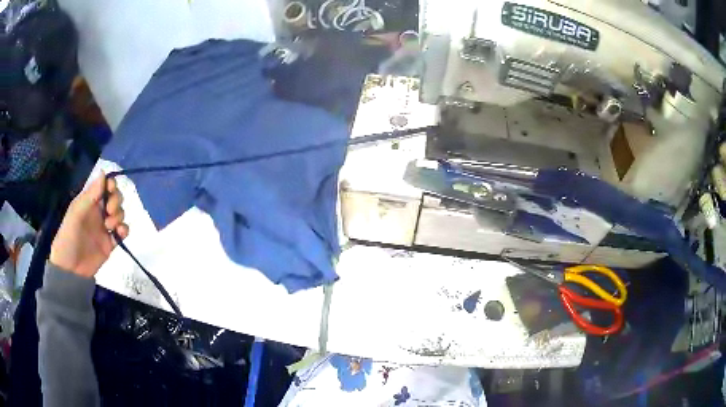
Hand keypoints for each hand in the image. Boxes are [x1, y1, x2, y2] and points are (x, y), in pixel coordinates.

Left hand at [50, 173, 128, 278]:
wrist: (70, 269)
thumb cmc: (69, 237)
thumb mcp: (76, 213)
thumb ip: (90, 195)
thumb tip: (104, 172)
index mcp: (89, 202)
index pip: (104, 186)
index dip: (111, 184)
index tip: (111, 190)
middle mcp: (98, 211)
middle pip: (115, 198)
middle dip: (116, 201)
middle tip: (109, 211)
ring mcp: (105, 227)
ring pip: (120, 213)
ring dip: (119, 216)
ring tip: (110, 226)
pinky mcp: (110, 243)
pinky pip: (122, 232)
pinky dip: (124, 230)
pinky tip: (120, 233)